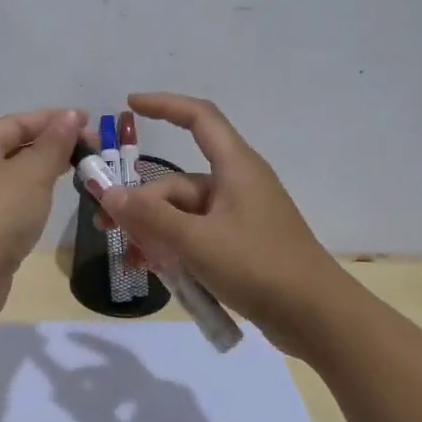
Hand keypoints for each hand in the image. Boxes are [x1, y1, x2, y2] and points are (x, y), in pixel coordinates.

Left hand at [0, 108, 86, 273]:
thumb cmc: (0, 212)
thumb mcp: (34, 172)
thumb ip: (55, 142)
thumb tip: (71, 115)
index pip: (16, 123)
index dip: (53, 119)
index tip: (88, 121)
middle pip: (11, 148)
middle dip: (49, 145)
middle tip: (87, 149)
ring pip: (10, 176)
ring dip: (40, 170)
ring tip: (73, 171)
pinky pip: (8, 201)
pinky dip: (30, 195)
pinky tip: (47, 201)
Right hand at [95, 93, 349, 356]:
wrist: (315, 315)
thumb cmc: (258, 266)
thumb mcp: (196, 241)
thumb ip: (150, 217)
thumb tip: (109, 194)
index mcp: (235, 167)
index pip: (199, 118)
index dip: (165, 105)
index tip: (129, 106)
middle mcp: (236, 185)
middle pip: (177, 183)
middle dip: (141, 204)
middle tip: (106, 230)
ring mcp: (239, 217)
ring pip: (183, 215)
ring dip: (154, 233)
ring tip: (132, 260)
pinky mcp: (241, 245)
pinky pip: (197, 236)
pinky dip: (175, 249)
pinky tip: (157, 272)